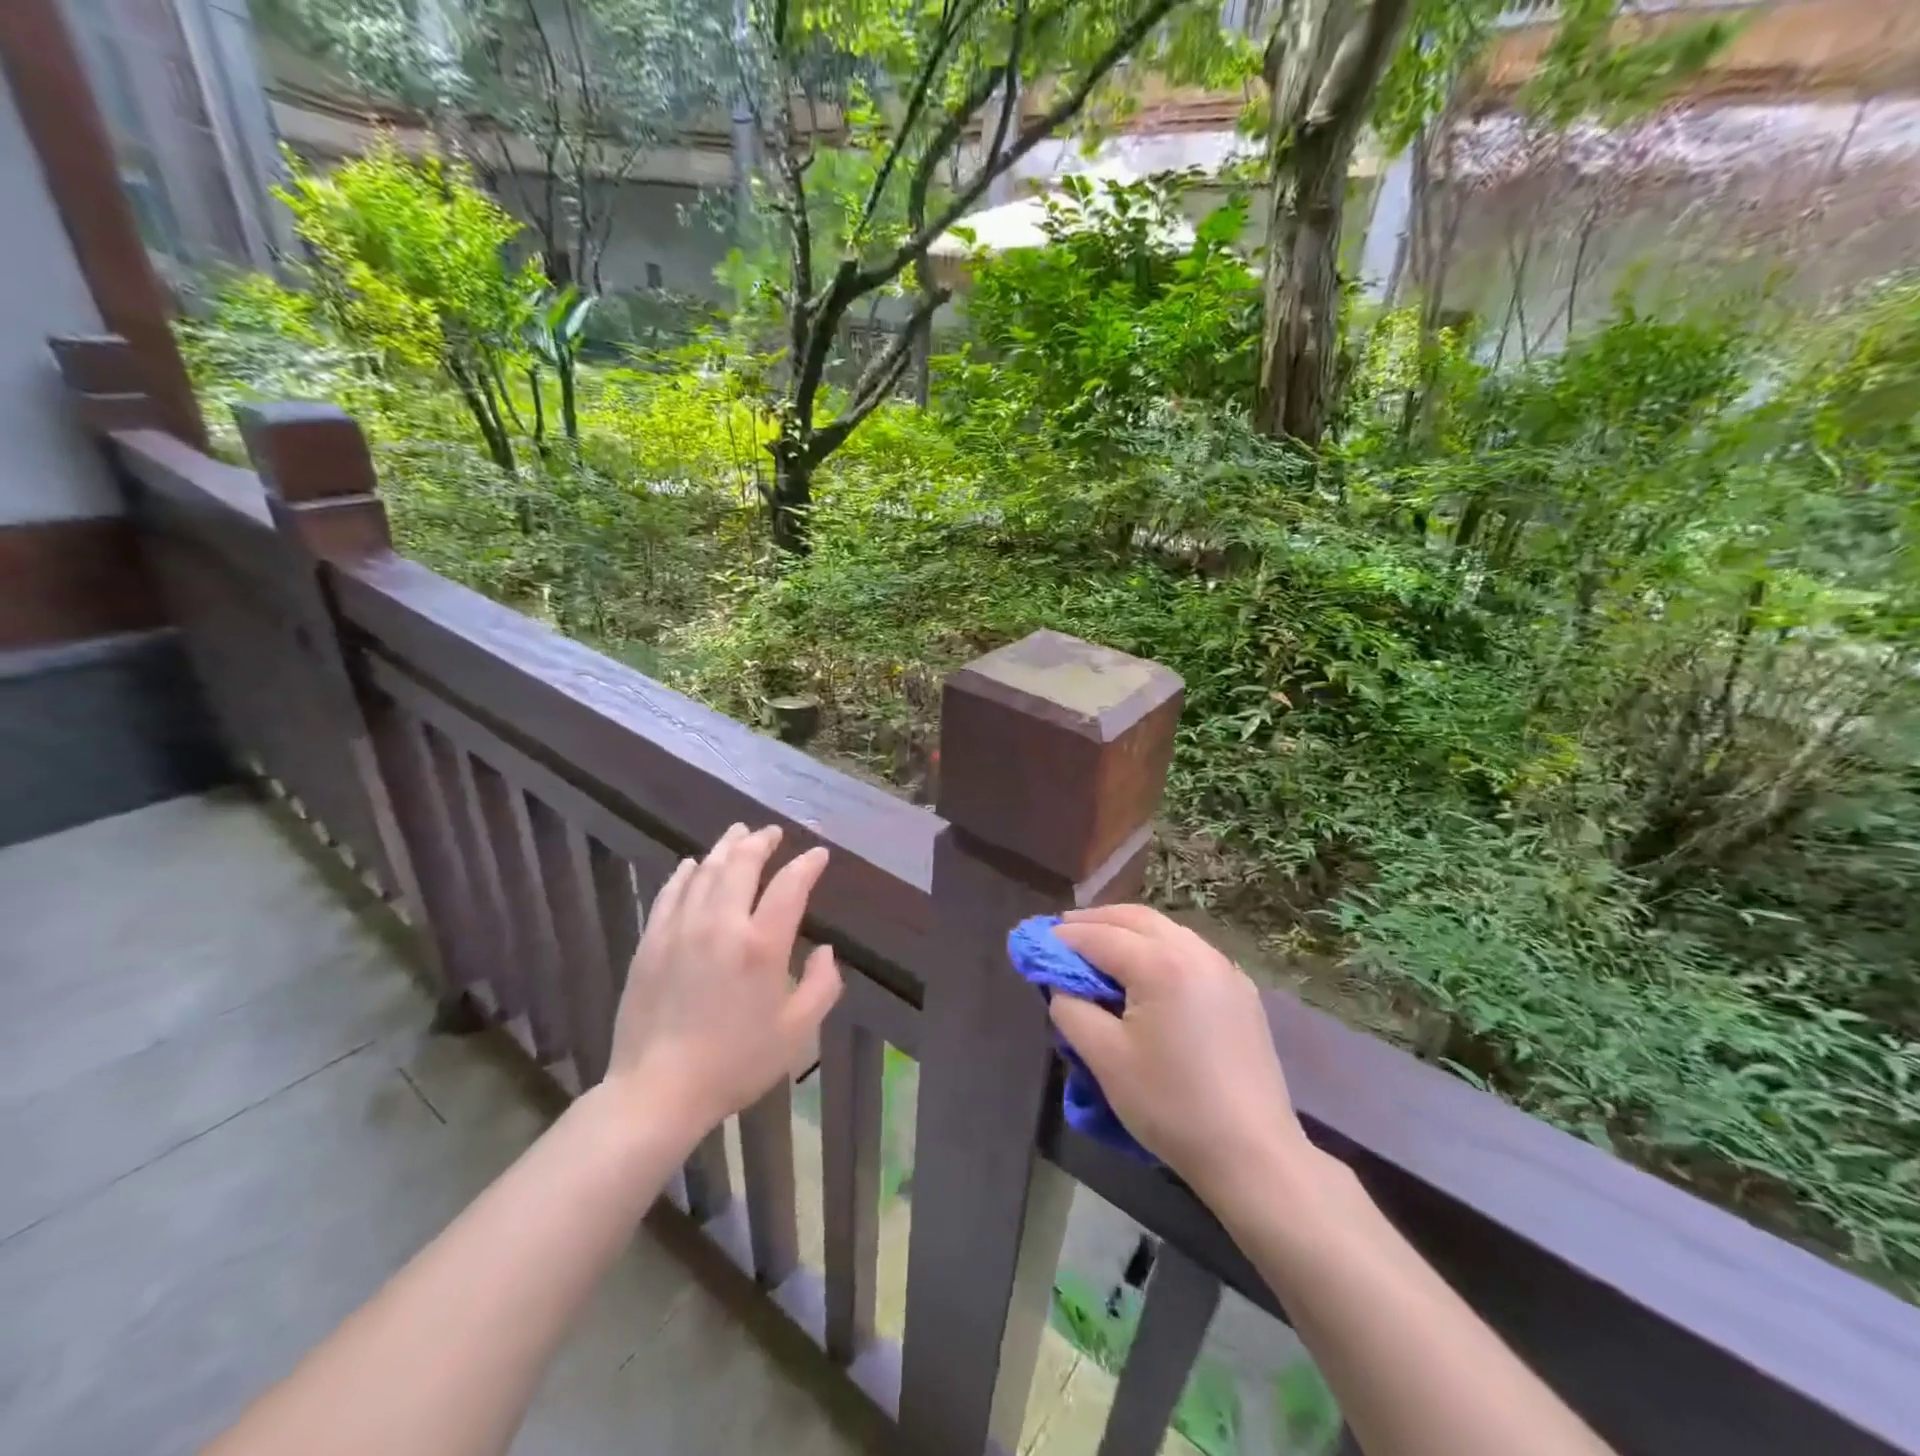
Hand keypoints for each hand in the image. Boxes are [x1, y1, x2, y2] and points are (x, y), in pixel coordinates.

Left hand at [602, 824, 841, 1137]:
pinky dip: (685, 873)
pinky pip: (670, 893)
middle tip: (772, 832)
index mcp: (762, 945)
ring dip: (725, 848)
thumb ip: (822, 986)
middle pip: (742, 864)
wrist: (657, 1090)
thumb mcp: (797, 1032)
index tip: (818, 855)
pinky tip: (692, 865)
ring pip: (705, 872)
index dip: (807, 865)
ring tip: (738, 833)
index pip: (790, 886)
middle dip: (761, 842)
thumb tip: (825, 950)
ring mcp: (681, 929)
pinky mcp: (651, 942)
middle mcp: (721, 924)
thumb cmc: (735, 1063)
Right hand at [1051, 905, 1313, 1201]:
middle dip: (1095, 921)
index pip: (1099, 936)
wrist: (1253, 1155)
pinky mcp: (1241, 991)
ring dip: (1128, 930)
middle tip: (1063, 932)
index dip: (1063, 937)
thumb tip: (1060, 984)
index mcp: (1161, 964)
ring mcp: (1224, 969)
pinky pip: (1189, 951)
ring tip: (1099, 946)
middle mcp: (1195, 952)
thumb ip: (1071, 1009)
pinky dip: (1158, 947)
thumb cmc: (1170, 1106)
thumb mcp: (1104, 1058)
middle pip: (1135, 919)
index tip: (1035, 941)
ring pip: (1166, 931)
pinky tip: (1145, 969)